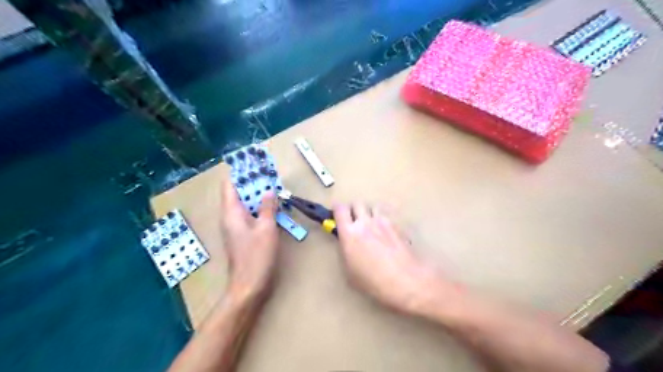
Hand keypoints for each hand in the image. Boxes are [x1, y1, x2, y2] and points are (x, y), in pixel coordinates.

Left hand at [219, 178, 277, 302]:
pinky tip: (273, 208)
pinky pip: (249, 215)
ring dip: (258, 196)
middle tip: (270, 176)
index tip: (255, 166)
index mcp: (231, 213)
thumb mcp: (267, 228)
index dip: (240, 174)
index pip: (229, 186)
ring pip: (245, 205)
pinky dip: (259, 209)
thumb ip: (268, 207)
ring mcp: (236, 227)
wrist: (250, 286)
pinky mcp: (243, 235)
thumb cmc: (257, 255)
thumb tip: (269, 191)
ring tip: (274, 188)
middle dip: (253, 184)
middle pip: (238, 194)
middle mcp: (230, 217)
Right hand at [335, 203, 452, 316]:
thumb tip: (346, 244)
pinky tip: (385, 232)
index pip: (340, 209)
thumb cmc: (373, 281)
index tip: (336, 213)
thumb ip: (346, 252)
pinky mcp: (396, 225)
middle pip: (357, 203)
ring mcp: (382, 222)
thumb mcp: (350, 271)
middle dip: (354, 209)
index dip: (337, 209)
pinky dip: (383, 220)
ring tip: (371, 224)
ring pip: (373, 206)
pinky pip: (386, 216)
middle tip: (354, 220)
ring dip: (369, 212)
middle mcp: (365, 222)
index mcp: (349, 233)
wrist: (405, 280)